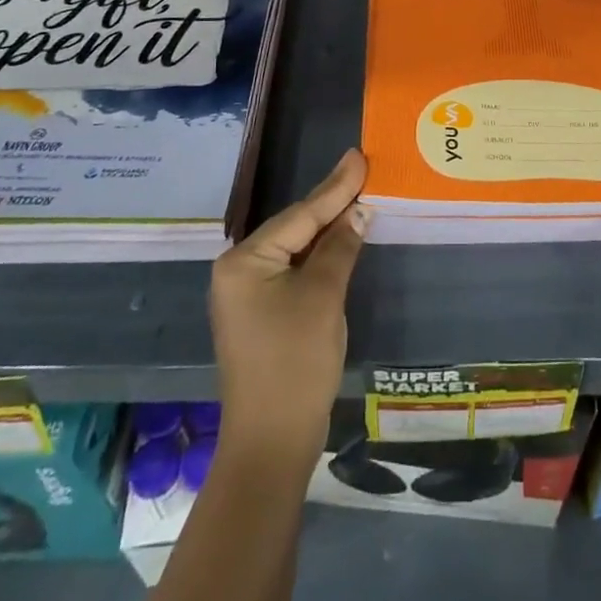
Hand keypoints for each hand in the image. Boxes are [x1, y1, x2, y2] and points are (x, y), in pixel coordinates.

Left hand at [210, 148, 369, 464]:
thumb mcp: (323, 297)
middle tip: (362, 169)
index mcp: (244, 261)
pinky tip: (342, 238)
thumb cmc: (295, 363)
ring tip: (358, 193)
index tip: (359, 156)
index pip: (300, 215)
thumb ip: (340, 247)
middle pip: (295, 227)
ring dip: (328, 227)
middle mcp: (238, 270)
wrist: (272, 445)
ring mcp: (248, 294)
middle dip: (331, 202)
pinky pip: (294, 270)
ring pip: (296, 248)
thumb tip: (359, 211)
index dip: (335, 186)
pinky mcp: (262, 313)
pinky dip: (320, 254)